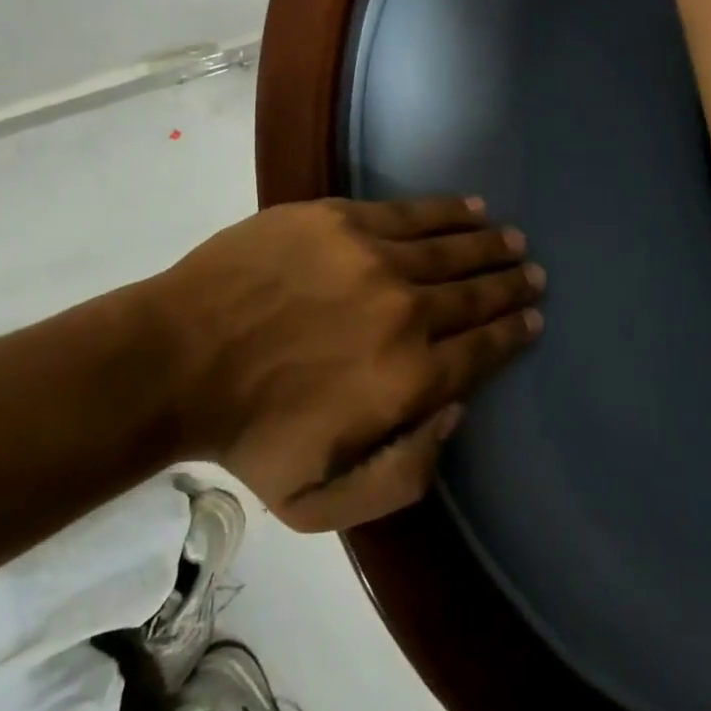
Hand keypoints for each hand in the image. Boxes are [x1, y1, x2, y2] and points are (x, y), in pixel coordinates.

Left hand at [135, 196, 543, 530]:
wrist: (178, 359)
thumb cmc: (249, 436)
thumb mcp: (321, 502)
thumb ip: (404, 473)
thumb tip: (457, 411)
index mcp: (410, 379)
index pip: (483, 349)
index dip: (515, 332)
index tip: (533, 318)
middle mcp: (407, 312)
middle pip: (477, 295)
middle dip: (512, 285)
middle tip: (533, 275)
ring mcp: (376, 258)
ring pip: (454, 248)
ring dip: (490, 246)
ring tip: (513, 240)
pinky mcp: (345, 220)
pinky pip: (414, 212)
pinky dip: (449, 211)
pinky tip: (472, 208)